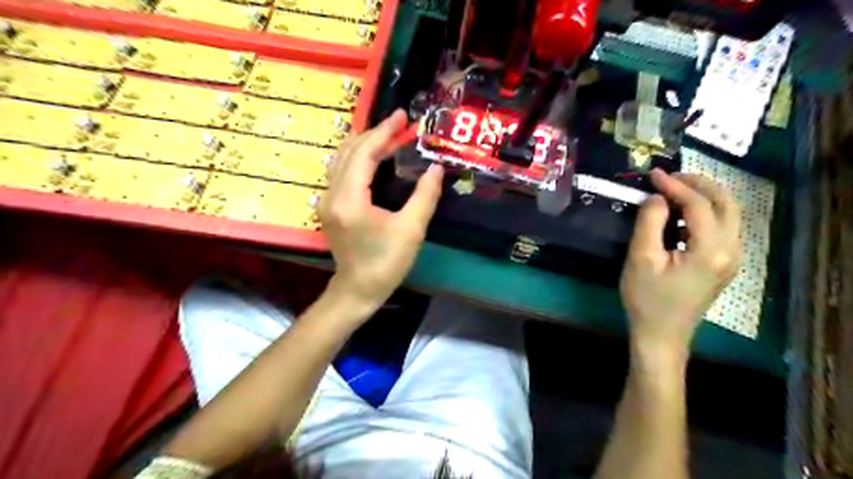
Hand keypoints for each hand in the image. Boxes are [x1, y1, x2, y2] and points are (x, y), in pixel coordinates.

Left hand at [316, 111, 443, 314]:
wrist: (358, 290)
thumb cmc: (386, 263)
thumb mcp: (411, 230)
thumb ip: (425, 195)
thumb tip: (436, 167)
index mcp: (350, 199)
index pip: (364, 153)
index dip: (383, 133)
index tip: (402, 117)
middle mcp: (331, 194)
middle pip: (349, 151)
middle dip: (375, 134)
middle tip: (399, 124)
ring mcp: (326, 200)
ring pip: (341, 159)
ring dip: (365, 144)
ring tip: (389, 136)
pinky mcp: (329, 206)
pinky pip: (341, 171)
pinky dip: (358, 158)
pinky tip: (375, 157)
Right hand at [620, 171, 739, 359]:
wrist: (661, 334)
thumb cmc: (647, 299)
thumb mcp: (641, 258)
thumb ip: (650, 222)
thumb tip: (658, 197)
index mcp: (711, 250)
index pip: (699, 204)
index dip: (675, 185)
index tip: (653, 174)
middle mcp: (731, 251)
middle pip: (726, 203)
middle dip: (698, 184)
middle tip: (669, 178)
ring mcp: (732, 259)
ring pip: (728, 214)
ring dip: (703, 197)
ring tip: (673, 192)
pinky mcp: (724, 264)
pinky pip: (722, 228)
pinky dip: (705, 213)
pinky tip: (681, 216)